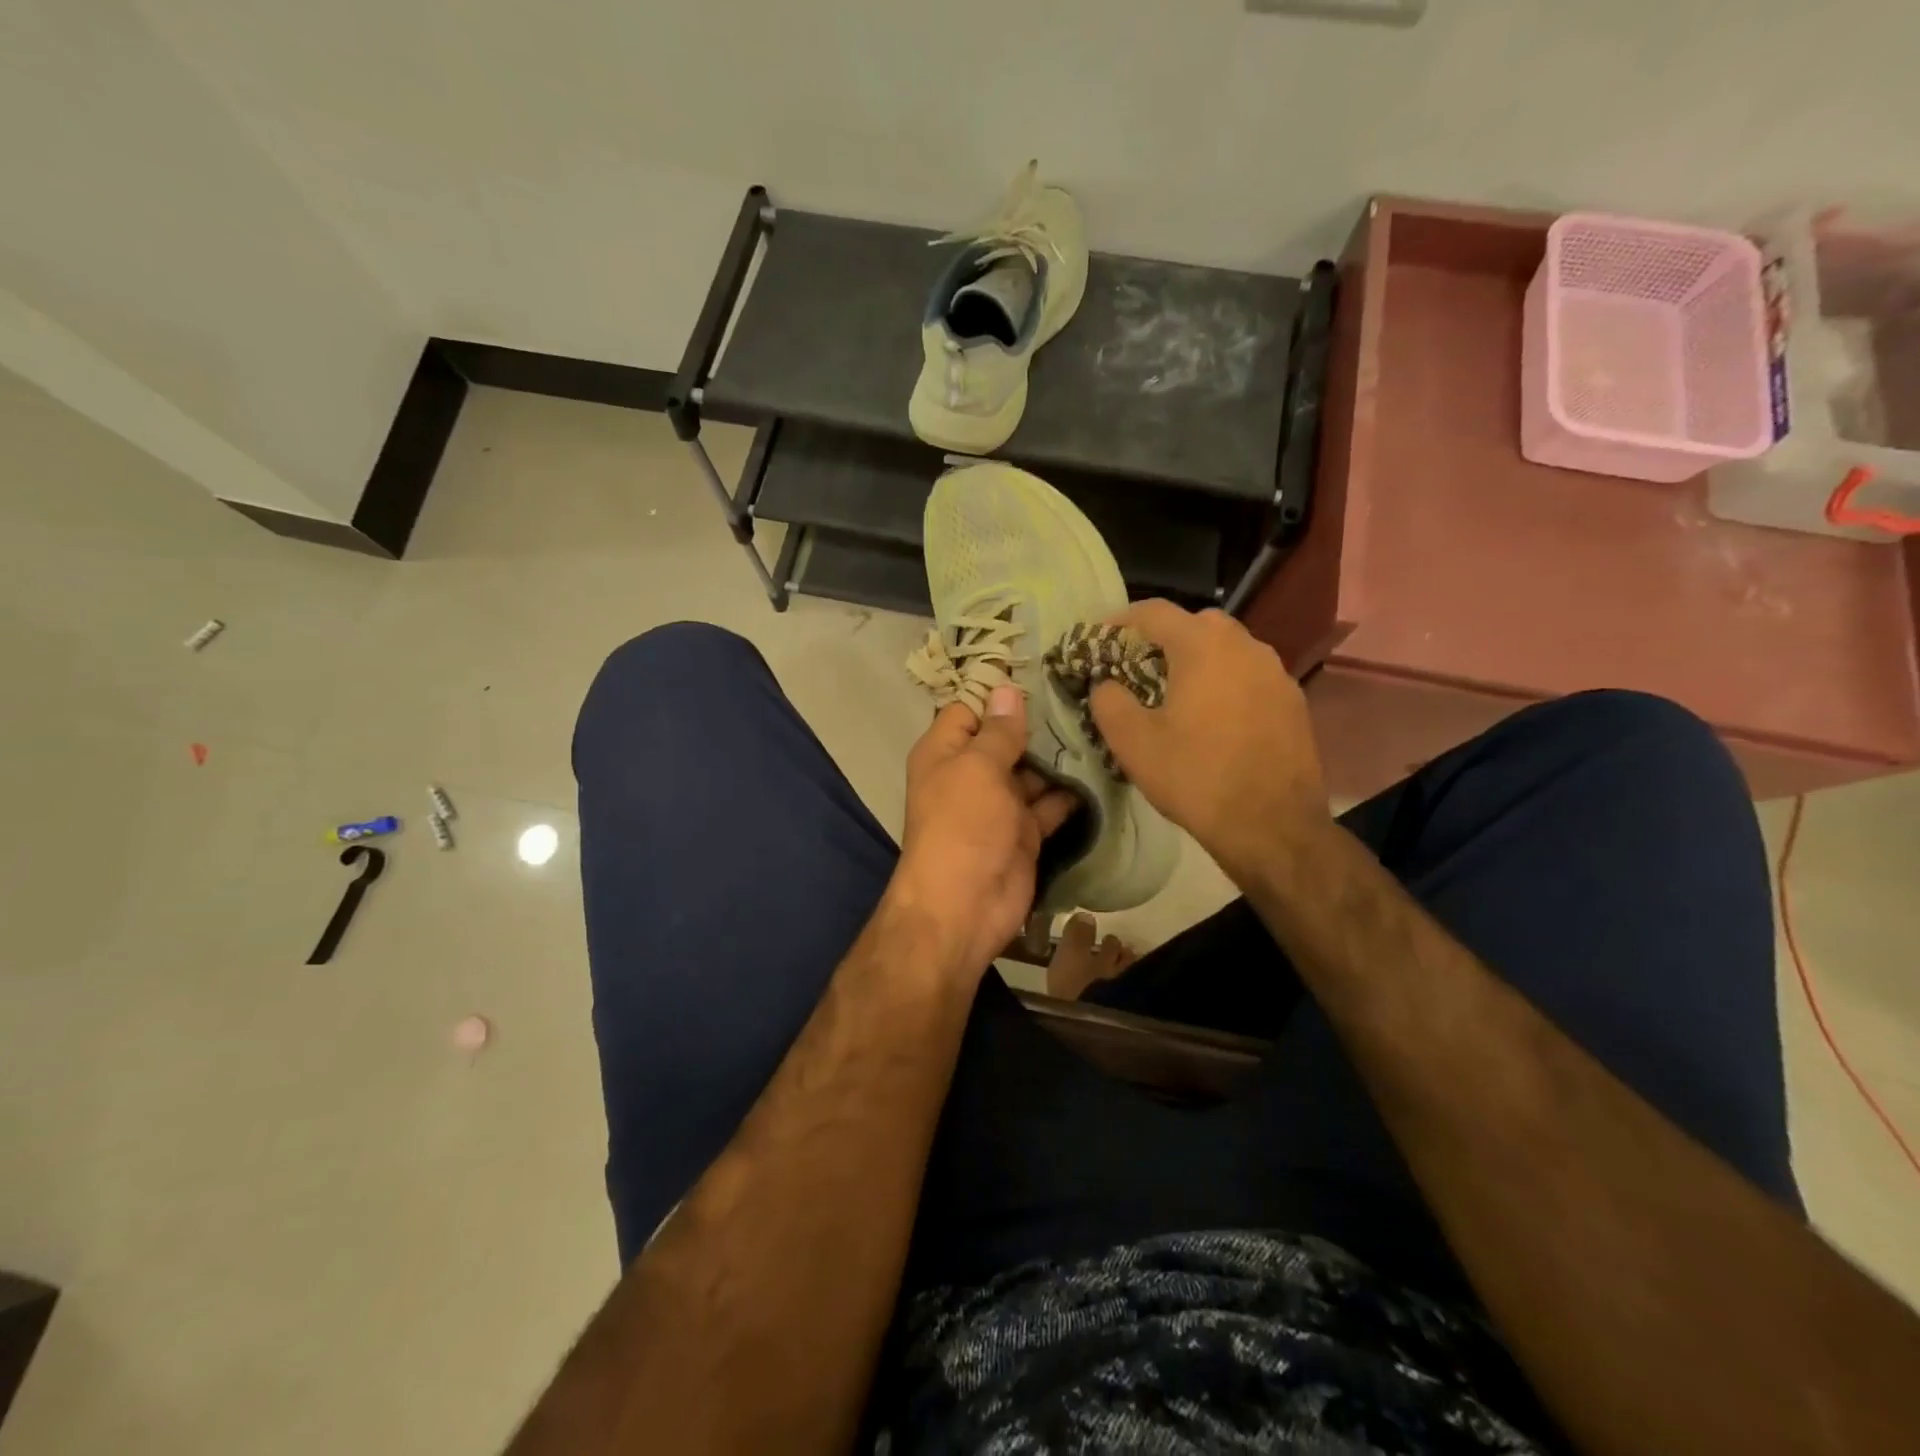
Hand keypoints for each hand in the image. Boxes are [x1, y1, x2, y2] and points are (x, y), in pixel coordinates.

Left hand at [889, 685, 1077, 976]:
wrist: (964, 907)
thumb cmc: (963, 825)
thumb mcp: (977, 768)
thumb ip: (998, 731)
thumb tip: (1007, 690)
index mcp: (945, 752)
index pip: (970, 709)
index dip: (1000, 692)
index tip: (1043, 671)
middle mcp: (969, 774)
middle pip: (1005, 739)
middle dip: (1039, 723)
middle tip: (1087, 695)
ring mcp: (998, 805)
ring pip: (1032, 771)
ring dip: (1060, 757)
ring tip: (1101, 727)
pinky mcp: (1024, 832)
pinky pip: (1049, 805)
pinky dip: (1070, 793)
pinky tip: (1102, 771)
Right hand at [1089, 600, 1330, 880]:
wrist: (1273, 826)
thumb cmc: (1196, 777)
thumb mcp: (1132, 742)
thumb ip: (1108, 700)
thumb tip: (1106, 683)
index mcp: (1202, 646)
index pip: (1154, 611)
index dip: (1121, 621)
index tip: (1100, 642)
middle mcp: (1244, 645)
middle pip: (1196, 623)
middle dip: (1163, 639)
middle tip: (1139, 670)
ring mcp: (1275, 672)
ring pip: (1227, 649)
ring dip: (1198, 660)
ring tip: (1178, 695)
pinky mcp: (1293, 700)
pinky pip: (1250, 675)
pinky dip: (1226, 682)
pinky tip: (1215, 720)